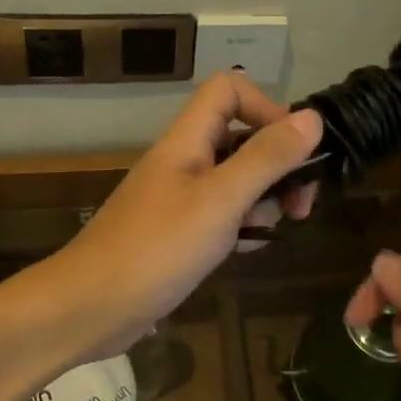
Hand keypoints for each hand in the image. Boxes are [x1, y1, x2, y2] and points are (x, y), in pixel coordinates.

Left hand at [42, 73, 323, 364]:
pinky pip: (221, 213)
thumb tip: (313, 118)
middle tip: (301, 202)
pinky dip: (242, 224)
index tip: (294, 149)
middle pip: (240, 136)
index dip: (266, 107)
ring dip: (263, 197)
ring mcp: (179, 196)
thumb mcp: (220, 201)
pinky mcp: (178, 231)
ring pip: (235, 178)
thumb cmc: (156, 249)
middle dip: (277, 162)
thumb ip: (266, 158)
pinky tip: (247, 249)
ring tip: (271, 229)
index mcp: (188, 140)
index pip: (229, 90)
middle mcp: (184, 160)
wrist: (88, 309)